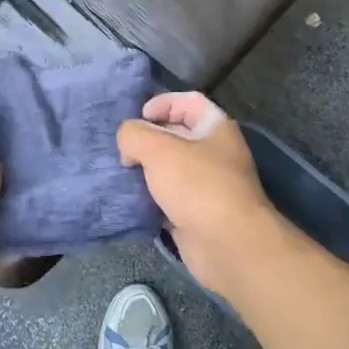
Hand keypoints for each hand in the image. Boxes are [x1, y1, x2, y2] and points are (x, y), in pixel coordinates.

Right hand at [117, 92, 294, 300]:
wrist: (229, 246)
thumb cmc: (198, 186)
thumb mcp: (158, 149)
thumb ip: (134, 135)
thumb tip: (128, 143)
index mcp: (215, 128)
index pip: (188, 101)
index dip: (162, 103)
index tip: (137, 117)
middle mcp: (214, 153)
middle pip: (176, 135)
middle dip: (147, 139)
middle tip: (121, 149)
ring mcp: (206, 186)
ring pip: (169, 169)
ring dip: (145, 171)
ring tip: (120, 173)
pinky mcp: (196, 215)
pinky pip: (168, 199)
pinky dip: (150, 199)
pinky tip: (129, 200)